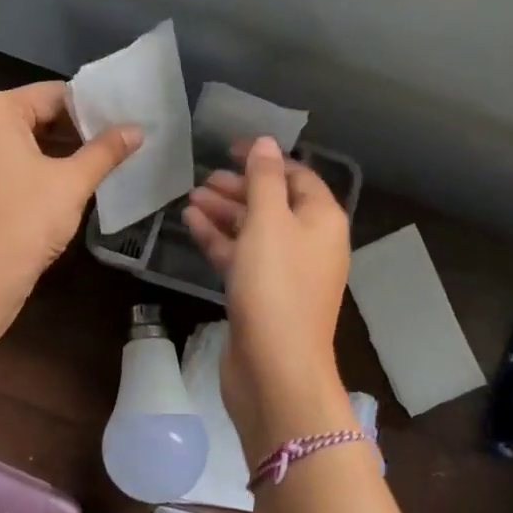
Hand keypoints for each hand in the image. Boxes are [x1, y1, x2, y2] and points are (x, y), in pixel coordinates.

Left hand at [0, 82, 138, 295]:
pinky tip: (47, 188)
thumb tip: (137, 130)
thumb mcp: (72, 182)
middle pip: (27, 115)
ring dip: (45, 150)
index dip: (87, 110)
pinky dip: (19, 168)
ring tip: (82, 167)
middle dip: (66, 131)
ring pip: (8, 141)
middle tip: (104, 148)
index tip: (115, 127)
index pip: (50, 95)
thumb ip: (105, 151)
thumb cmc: (26, 221)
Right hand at [184, 137, 351, 444]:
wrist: (275, 368)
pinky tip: (191, 225)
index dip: (265, 158)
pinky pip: (242, 257)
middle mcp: (309, 243)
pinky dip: (219, 240)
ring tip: (190, 199)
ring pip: (254, 231)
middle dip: (239, 187)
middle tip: (204, 179)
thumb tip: (266, 143)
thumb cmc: (276, 287)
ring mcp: (286, 273)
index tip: (229, 148)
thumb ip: (264, 178)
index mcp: (322, 220)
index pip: (297, 175)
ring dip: (224, 213)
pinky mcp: (263, 296)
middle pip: (274, 203)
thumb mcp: (269, 222)